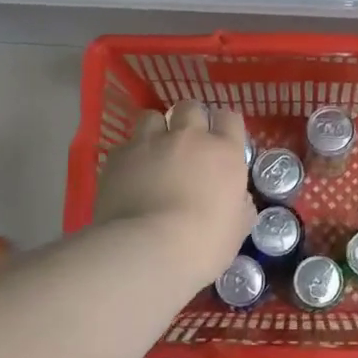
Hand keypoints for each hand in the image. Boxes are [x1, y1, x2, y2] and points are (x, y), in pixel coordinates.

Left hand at [92, 101, 253, 283]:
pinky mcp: (118, 156)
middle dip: (189, 120)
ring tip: (154, 152)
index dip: (225, 127)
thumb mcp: (237, 229)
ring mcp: (150, 143)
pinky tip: (129, 175)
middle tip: (187, 145)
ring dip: (155, 130)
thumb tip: (238, 199)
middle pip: (190, 108)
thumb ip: (240, 206)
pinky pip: (126, 145)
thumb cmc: (204, 244)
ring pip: (152, 116)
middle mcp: (188, 137)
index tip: (222, 142)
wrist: (147, 250)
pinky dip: (130, 156)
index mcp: (224, 152)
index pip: (230, 117)